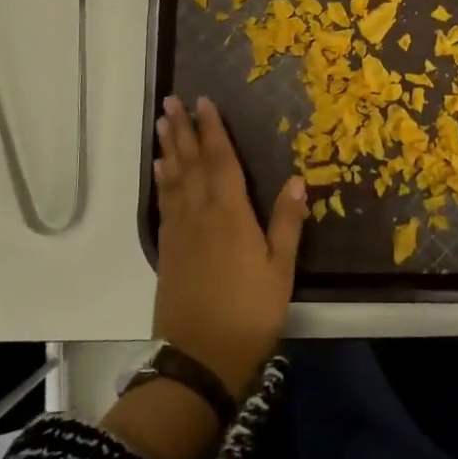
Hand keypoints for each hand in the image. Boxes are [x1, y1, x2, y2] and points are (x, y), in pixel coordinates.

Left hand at [152, 94, 306, 398]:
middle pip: (191, 163)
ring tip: (162, 124)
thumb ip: (287, 223)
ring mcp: (180, 231)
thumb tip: (297, 179)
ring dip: (169, 148)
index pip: (221, 161)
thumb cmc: (249, 312)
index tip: (204, 102)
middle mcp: (200, 213)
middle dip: (183, 130)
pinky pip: (164, 203)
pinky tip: (160, 170)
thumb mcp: (280, 270)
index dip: (213, 130)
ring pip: (173, 179)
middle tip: (171, 101)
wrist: (199, 358)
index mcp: (230, 214)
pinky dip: (162, 181)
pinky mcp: (167, 249)